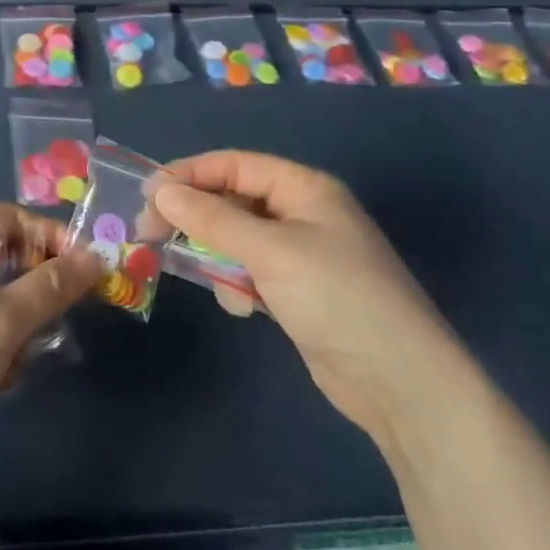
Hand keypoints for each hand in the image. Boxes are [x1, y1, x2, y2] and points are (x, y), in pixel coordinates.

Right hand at [145, 152, 457, 439]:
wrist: (401, 384)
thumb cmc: (337, 297)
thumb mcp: (270, 251)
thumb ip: (213, 219)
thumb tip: (161, 191)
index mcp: (305, 188)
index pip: (236, 165)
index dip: (191, 174)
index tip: (148, 193)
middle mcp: (303, 214)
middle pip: (234, 200)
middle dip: (197, 217)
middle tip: (151, 233)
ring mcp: (302, 255)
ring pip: (238, 239)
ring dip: (218, 256)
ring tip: (215, 282)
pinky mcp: (299, 293)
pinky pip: (252, 273)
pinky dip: (238, 285)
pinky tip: (244, 308)